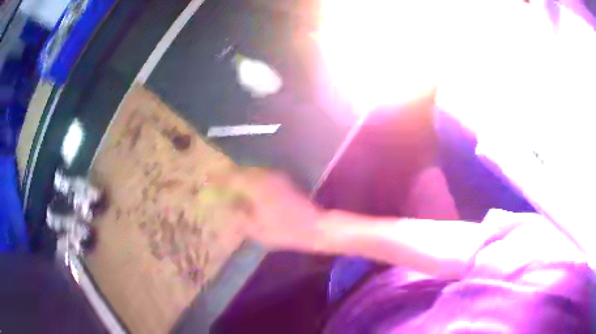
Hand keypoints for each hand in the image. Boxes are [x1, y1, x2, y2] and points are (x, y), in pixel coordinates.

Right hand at [216, 168, 323, 250]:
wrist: (314, 226)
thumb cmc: (284, 231)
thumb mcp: (256, 230)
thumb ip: (240, 216)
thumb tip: (228, 206)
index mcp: (256, 188)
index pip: (232, 179)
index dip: (219, 179)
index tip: (207, 179)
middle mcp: (265, 177)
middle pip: (241, 172)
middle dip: (228, 176)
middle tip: (216, 181)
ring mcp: (276, 177)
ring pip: (252, 173)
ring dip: (240, 177)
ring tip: (229, 185)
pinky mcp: (283, 181)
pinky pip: (261, 176)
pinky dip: (251, 180)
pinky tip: (248, 189)